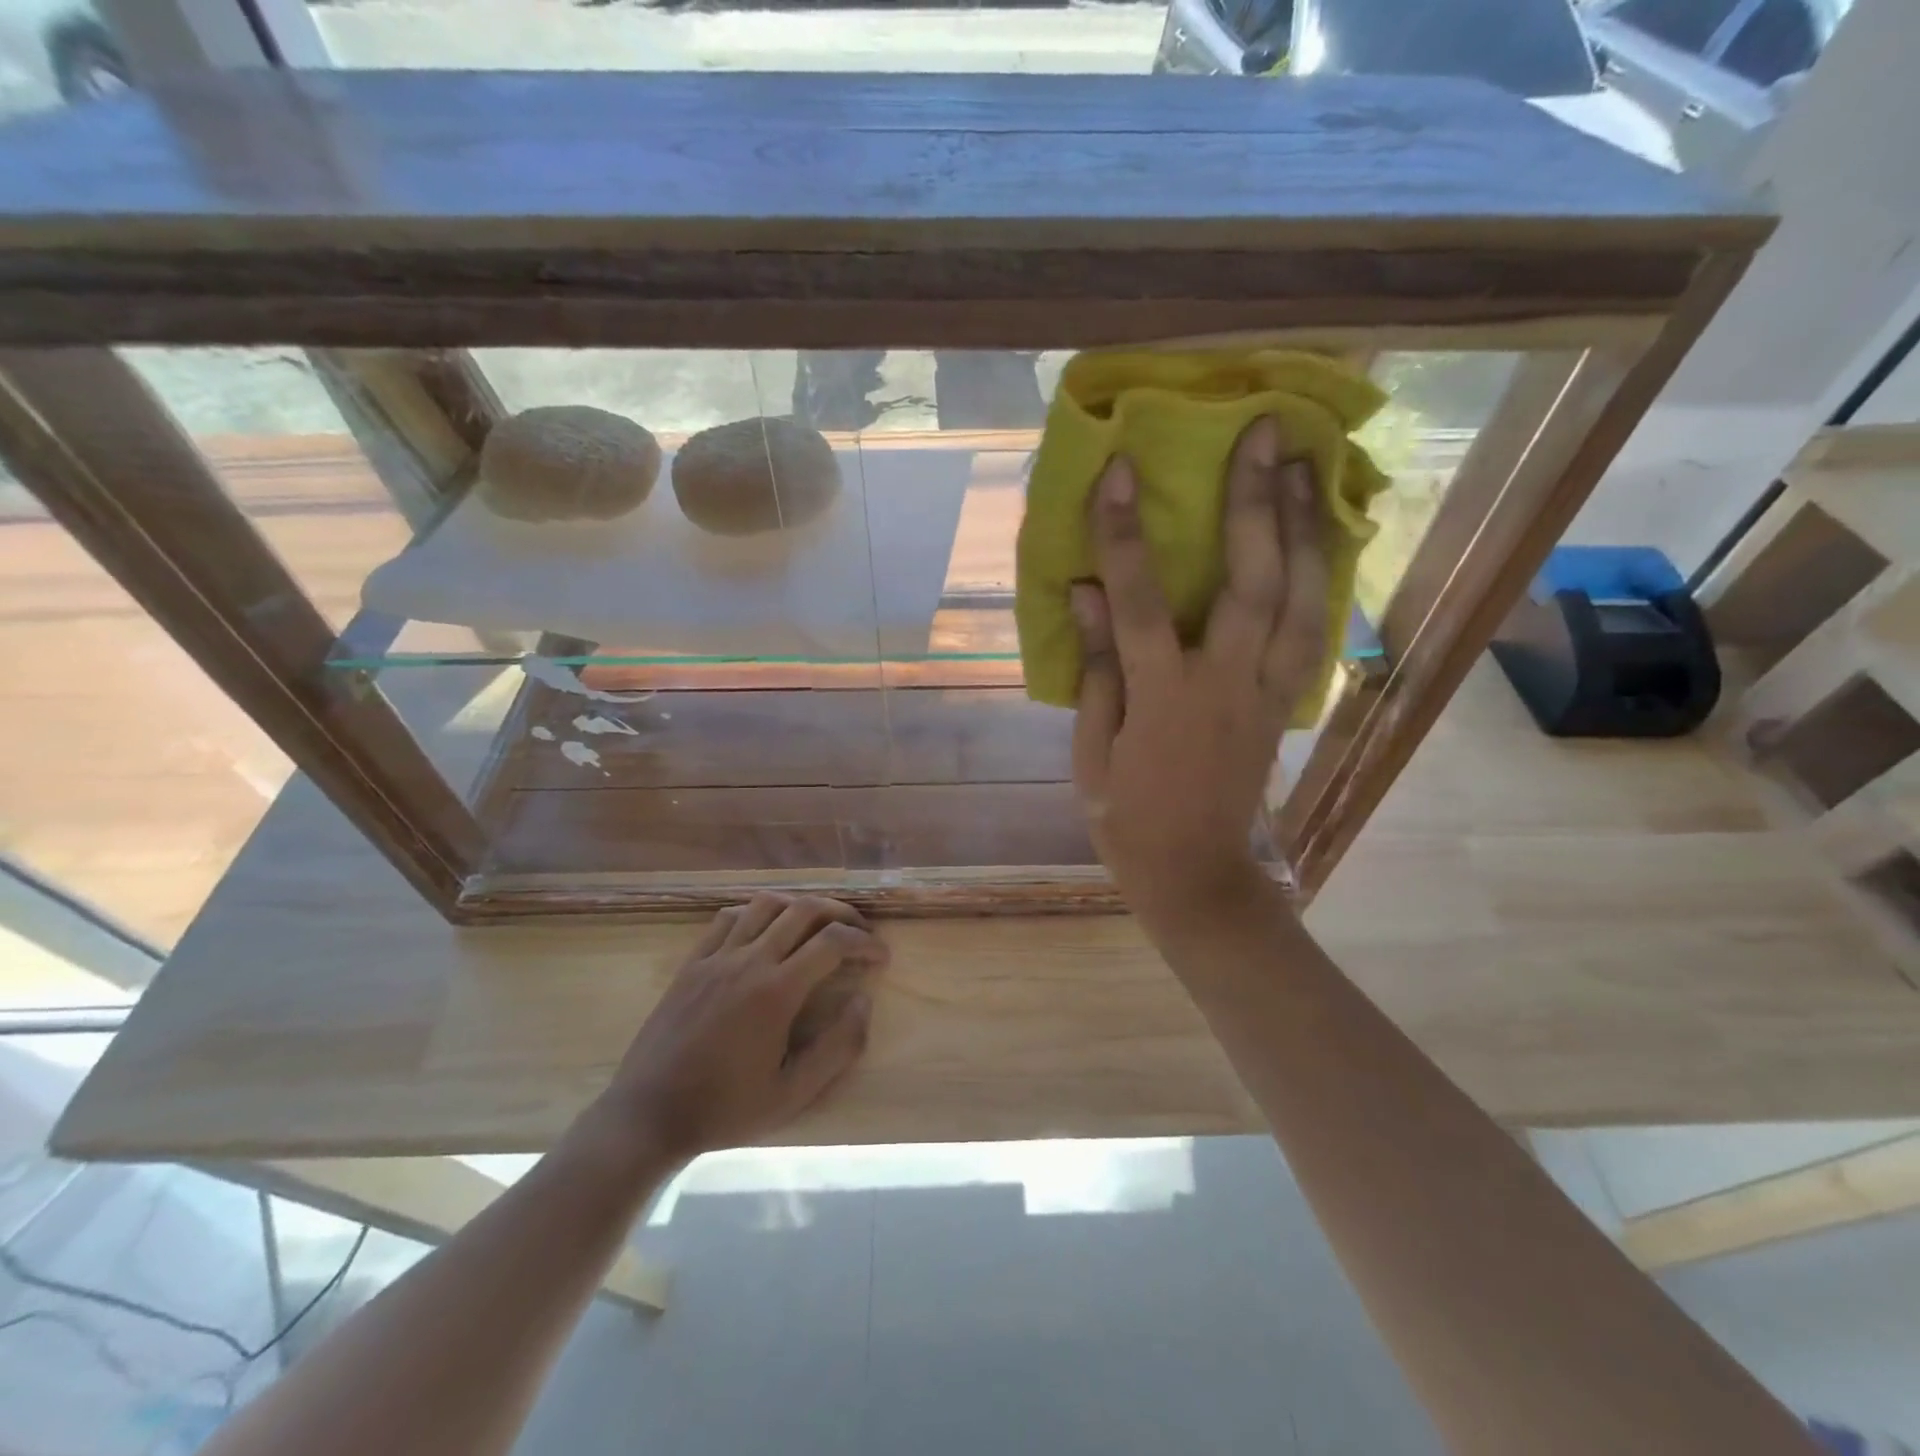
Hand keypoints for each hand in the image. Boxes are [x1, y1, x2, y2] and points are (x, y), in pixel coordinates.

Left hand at [595, 894, 887, 1165]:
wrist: (648, 1115)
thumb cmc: (725, 1109)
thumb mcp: (792, 1094)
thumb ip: (838, 1048)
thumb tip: (864, 1002)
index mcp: (776, 992)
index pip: (833, 943)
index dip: (865, 942)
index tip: (881, 956)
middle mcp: (749, 961)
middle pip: (804, 910)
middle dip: (841, 913)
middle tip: (858, 932)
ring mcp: (716, 957)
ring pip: (767, 904)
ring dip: (800, 906)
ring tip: (817, 925)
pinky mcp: (692, 962)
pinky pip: (729, 917)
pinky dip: (757, 912)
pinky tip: (766, 930)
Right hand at [1071, 415, 1327, 936]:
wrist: (1196, 875)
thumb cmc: (1128, 819)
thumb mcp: (1093, 752)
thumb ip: (1097, 669)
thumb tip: (1086, 591)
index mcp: (1164, 700)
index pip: (1141, 604)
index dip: (1126, 535)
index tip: (1121, 471)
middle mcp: (1225, 685)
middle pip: (1252, 584)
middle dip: (1257, 504)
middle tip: (1265, 435)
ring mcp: (1265, 694)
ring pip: (1301, 601)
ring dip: (1305, 530)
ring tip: (1303, 468)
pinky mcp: (1283, 704)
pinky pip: (1312, 631)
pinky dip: (1321, 579)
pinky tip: (1318, 540)